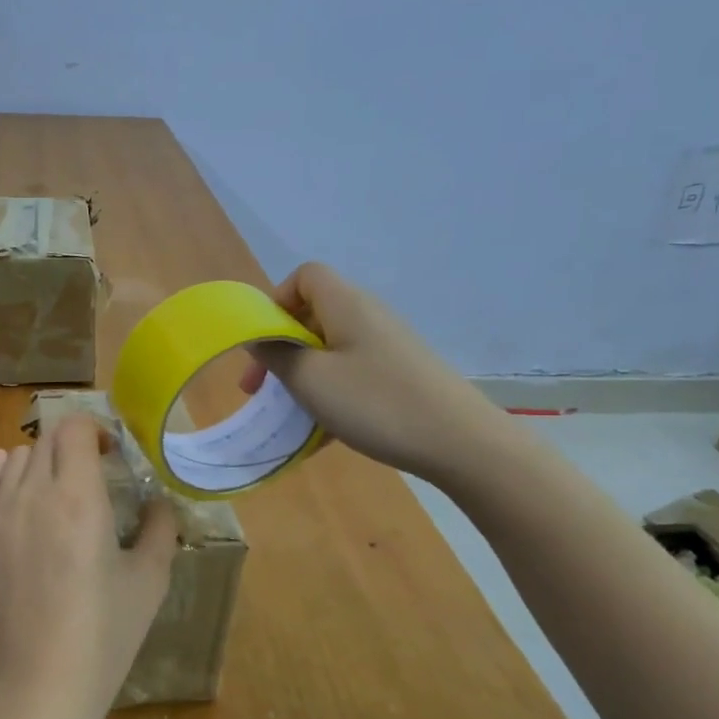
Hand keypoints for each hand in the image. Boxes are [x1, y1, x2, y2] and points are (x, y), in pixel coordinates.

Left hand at [0, 415, 178, 718]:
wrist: (40, 684)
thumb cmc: (105, 633)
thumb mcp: (149, 580)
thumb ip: (160, 528)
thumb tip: (159, 501)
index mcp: (79, 497)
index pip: (75, 428)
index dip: (95, 430)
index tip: (110, 455)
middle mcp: (32, 494)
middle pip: (45, 440)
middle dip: (71, 446)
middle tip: (90, 474)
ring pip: (13, 461)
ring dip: (39, 462)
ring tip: (55, 489)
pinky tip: (9, 480)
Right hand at [241, 262, 509, 484]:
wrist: (461, 443)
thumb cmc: (375, 403)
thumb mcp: (310, 380)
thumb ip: (276, 354)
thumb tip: (256, 336)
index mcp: (346, 304)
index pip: (305, 276)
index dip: (277, 301)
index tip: (264, 343)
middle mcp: (368, 316)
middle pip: (313, 316)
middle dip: (281, 350)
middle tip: (258, 390)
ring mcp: (387, 346)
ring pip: (329, 351)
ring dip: (302, 378)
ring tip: (289, 416)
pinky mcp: (400, 375)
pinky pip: (351, 375)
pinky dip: (329, 397)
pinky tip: (321, 436)